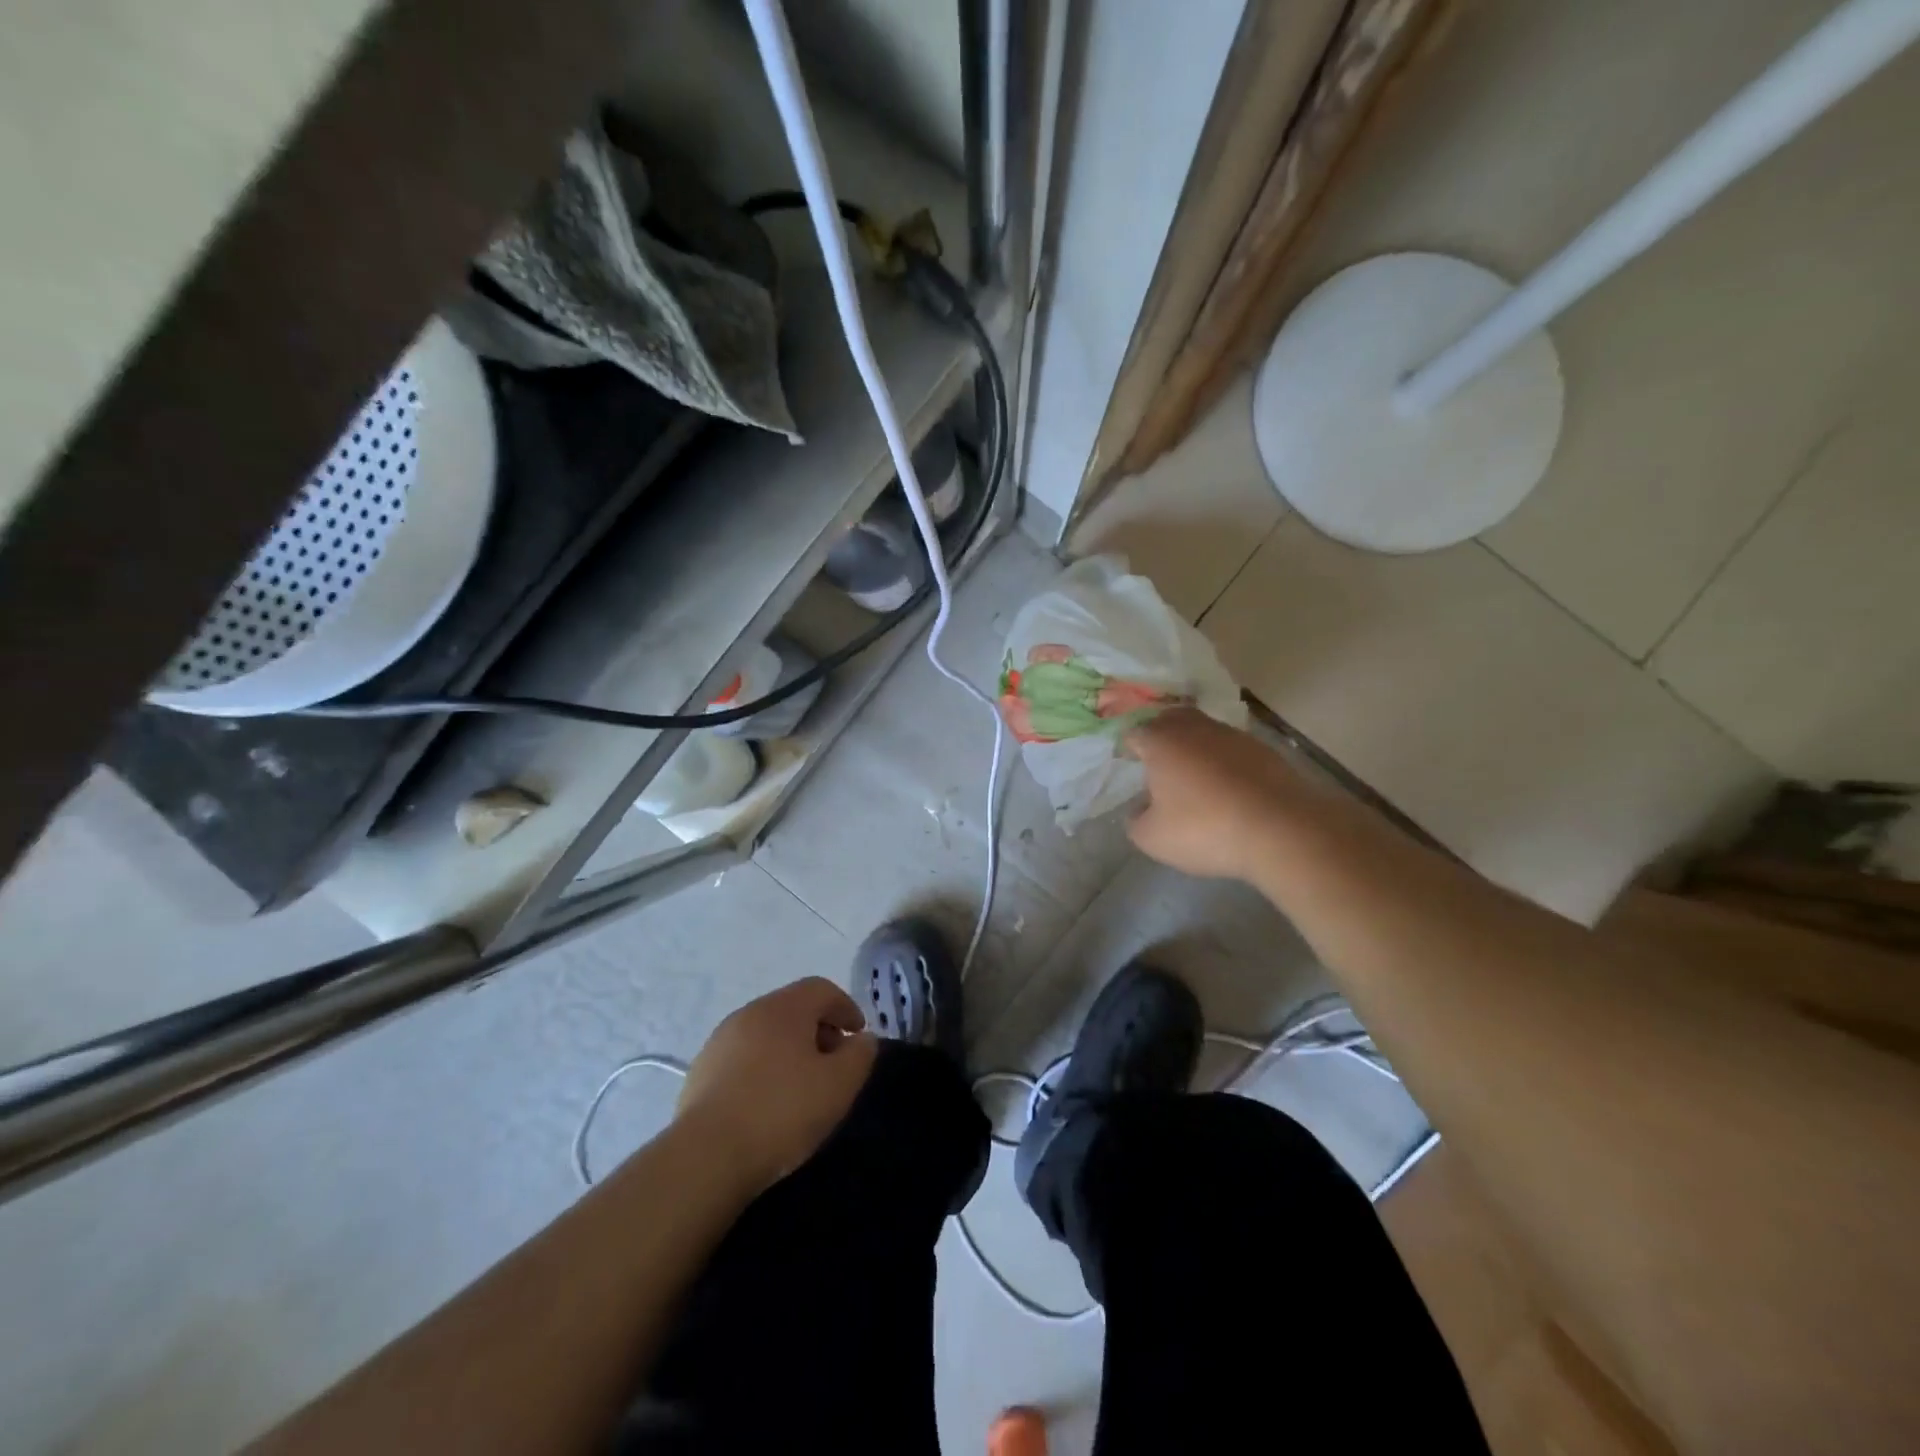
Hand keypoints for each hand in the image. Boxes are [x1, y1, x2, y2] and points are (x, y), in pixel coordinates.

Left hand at [676, 977, 876, 1194]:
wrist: (706, 1157)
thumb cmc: (782, 1112)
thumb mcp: (839, 1085)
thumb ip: (860, 1055)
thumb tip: (862, 1040)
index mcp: (784, 1008)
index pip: (821, 989)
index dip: (846, 1007)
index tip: (859, 1035)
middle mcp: (749, 1013)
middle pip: (792, 1009)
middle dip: (819, 1029)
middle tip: (834, 1063)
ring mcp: (719, 1042)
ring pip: (765, 1034)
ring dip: (789, 1050)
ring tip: (801, 1087)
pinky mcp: (699, 1073)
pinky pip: (742, 1059)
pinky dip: (762, 1069)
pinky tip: (767, 1104)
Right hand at [1124, 708, 1300, 882]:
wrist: (1282, 829)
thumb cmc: (1205, 829)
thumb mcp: (1153, 838)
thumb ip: (1136, 821)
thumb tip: (1141, 809)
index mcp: (1161, 741)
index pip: (1134, 733)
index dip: (1127, 748)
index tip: (1127, 766)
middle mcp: (1195, 728)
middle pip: (1170, 720)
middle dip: (1160, 735)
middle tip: (1157, 763)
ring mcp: (1233, 736)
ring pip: (1204, 731)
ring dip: (1194, 747)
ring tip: (1193, 777)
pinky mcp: (1264, 751)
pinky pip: (1231, 749)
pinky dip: (1223, 762)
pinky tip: (1226, 788)